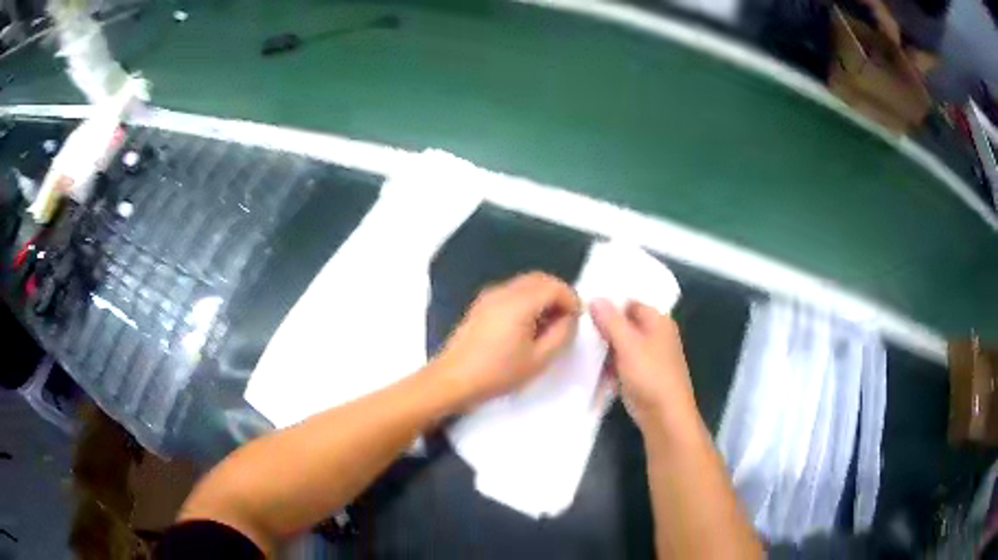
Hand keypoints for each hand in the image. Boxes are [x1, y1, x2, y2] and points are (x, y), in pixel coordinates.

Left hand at [433, 272, 580, 406]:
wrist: (452, 380)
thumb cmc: (497, 373)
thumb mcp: (539, 359)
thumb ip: (561, 334)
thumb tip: (569, 318)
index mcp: (520, 302)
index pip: (555, 286)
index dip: (571, 300)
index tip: (576, 321)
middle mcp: (504, 291)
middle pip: (540, 278)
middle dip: (558, 294)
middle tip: (566, 321)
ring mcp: (489, 296)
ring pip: (525, 283)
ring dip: (542, 297)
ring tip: (548, 326)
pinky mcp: (480, 305)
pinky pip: (511, 292)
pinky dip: (527, 300)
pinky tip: (526, 327)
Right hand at [590, 299, 700, 434]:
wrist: (665, 416)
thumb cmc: (650, 375)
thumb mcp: (627, 344)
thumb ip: (610, 320)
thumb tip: (595, 298)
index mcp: (659, 321)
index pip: (630, 302)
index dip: (609, 303)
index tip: (584, 307)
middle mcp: (657, 335)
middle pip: (626, 323)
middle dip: (605, 326)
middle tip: (577, 327)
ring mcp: (651, 357)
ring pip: (623, 344)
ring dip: (605, 347)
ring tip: (579, 344)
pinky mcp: (643, 375)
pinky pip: (623, 362)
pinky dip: (610, 364)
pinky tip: (592, 367)